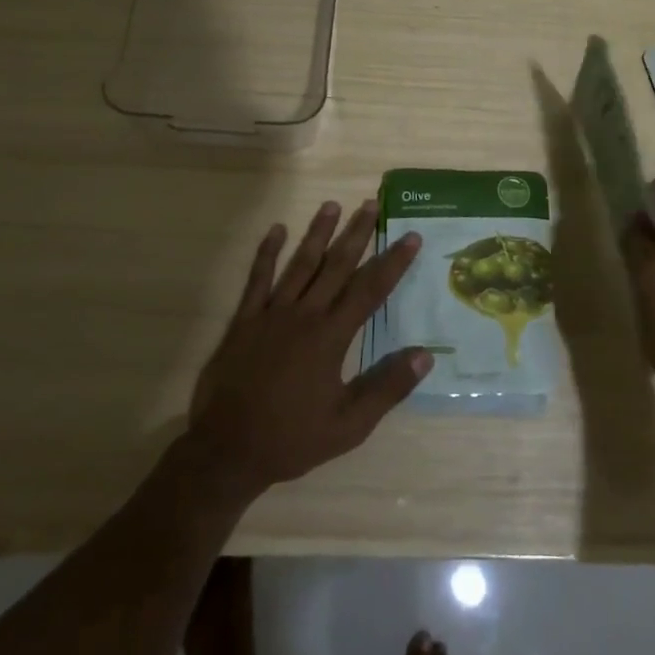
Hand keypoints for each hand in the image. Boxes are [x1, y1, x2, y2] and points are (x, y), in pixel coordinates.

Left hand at [189, 199, 429, 497]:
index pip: (369, 290)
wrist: (228, 449)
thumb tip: (426, 355)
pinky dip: (266, 253)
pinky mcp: (244, 320)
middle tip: (371, 204)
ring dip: (317, 233)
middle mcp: (304, 315)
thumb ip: (387, 387)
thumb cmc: (292, 438)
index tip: (410, 236)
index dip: (393, 262)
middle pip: (336, 265)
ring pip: (300, 264)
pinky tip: (276, 230)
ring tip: (332, 205)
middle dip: (357, 234)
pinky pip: (257, 279)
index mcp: (331, 337)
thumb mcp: (349, 425)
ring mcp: (271, 313)